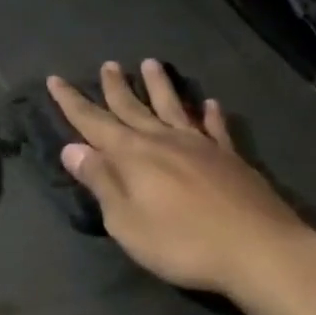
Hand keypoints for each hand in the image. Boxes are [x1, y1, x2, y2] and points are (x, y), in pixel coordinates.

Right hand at [48, 60, 315, 302]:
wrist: (259, 250)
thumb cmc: (181, 242)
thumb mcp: (126, 221)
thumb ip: (101, 182)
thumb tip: (72, 148)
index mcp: (132, 155)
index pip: (92, 122)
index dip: (72, 102)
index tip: (55, 79)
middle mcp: (162, 141)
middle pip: (132, 107)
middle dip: (115, 87)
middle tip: (107, 64)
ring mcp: (200, 146)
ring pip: (173, 107)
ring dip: (159, 85)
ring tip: (150, 63)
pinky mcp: (230, 159)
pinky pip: (215, 129)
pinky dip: (210, 115)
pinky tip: (210, 104)